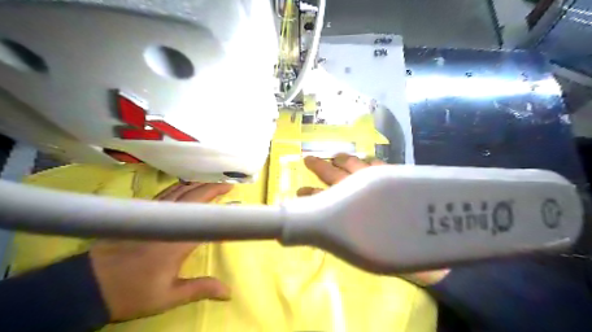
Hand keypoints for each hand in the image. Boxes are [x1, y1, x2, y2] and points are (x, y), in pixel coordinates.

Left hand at [90, 182, 233, 321]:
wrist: (88, 286)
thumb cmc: (132, 292)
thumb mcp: (168, 296)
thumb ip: (201, 289)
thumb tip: (229, 292)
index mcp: (177, 241)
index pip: (206, 219)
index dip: (223, 210)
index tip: (237, 203)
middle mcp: (167, 221)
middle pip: (194, 197)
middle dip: (213, 188)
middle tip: (229, 185)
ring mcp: (152, 214)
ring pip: (179, 190)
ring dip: (198, 184)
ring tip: (213, 181)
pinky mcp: (142, 212)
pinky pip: (166, 193)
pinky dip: (181, 186)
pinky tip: (187, 186)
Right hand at [301, 155, 448, 286]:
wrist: (433, 246)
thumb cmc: (396, 252)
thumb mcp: (363, 249)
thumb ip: (344, 233)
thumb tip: (328, 226)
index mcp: (350, 208)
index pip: (322, 199)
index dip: (309, 195)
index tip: (299, 192)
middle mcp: (361, 189)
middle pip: (335, 174)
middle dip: (319, 166)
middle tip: (308, 160)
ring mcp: (379, 179)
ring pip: (354, 163)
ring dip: (342, 160)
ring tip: (334, 157)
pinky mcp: (395, 176)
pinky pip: (377, 163)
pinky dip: (366, 160)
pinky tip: (364, 159)